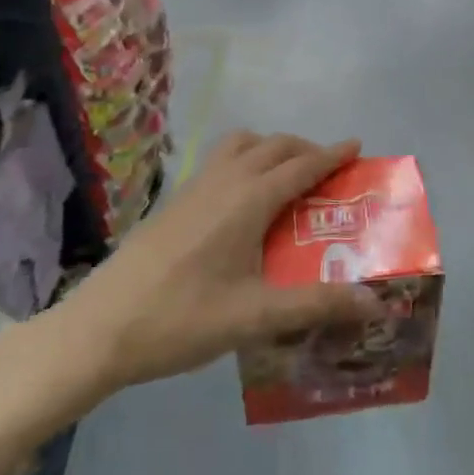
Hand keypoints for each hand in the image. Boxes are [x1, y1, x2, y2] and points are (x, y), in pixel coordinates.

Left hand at [79, 131, 383, 388]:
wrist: (97, 329)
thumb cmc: (181, 320)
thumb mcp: (255, 317)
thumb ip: (316, 306)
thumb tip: (375, 303)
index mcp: (248, 199)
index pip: (301, 165)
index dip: (332, 154)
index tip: (357, 146)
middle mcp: (224, 180)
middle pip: (273, 145)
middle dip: (306, 149)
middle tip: (329, 170)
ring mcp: (194, 187)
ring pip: (241, 145)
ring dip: (271, 149)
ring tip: (287, 178)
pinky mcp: (174, 201)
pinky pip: (220, 160)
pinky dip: (245, 160)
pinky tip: (242, 202)